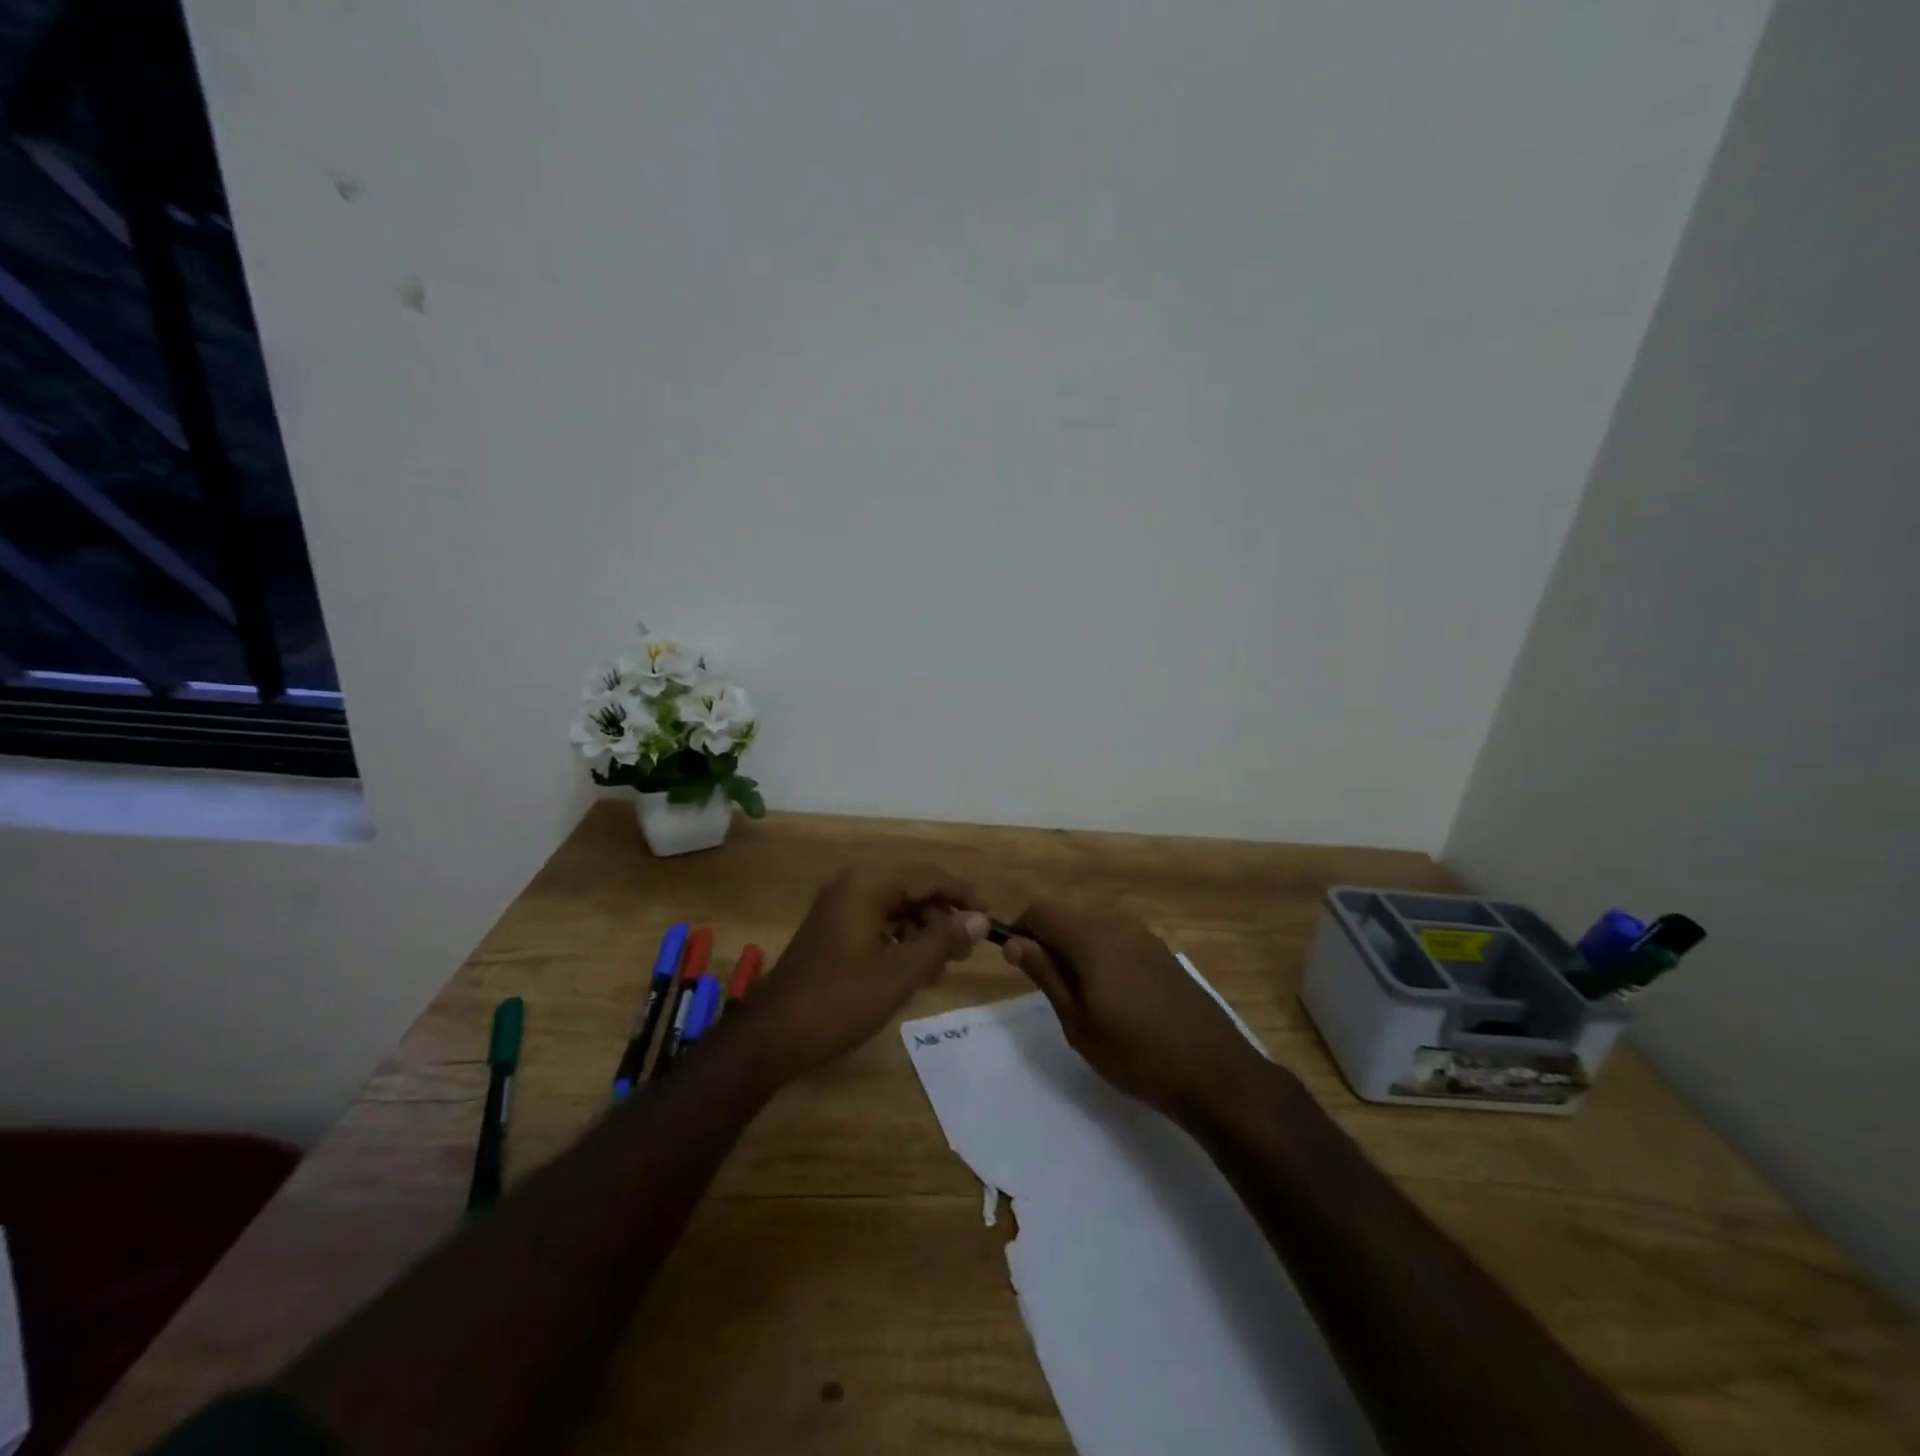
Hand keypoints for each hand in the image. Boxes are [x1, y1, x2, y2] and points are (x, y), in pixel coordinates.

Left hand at [746, 866, 986, 1081]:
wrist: (774, 1035)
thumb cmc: (842, 1000)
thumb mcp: (902, 972)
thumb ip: (943, 940)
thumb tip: (980, 919)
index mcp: (869, 884)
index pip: (929, 876)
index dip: (963, 896)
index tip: (990, 919)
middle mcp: (853, 884)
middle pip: (913, 890)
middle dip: (942, 919)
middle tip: (965, 953)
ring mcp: (839, 906)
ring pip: (897, 908)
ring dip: (923, 933)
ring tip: (942, 969)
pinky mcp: (832, 929)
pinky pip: (878, 923)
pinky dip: (900, 942)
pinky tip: (914, 971)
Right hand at [1002, 899, 1267, 1120]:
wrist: (1214, 1072)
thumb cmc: (1135, 1053)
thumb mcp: (1078, 1022)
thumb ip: (1045, 974)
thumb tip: (1014, 942)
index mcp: (1092, 937)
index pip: (1041, 910)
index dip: (1021, 929)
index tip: (1016, 962)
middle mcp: (1118, 925)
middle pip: (1068, 915)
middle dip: (1048, 940)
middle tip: (1048, 987)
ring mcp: (1145, 937)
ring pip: (1094, 927)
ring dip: (1075, 948)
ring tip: (1079, 996)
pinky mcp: (1162, 953)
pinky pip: (1118, 939)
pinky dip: (1102, 955)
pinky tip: (1113, 996)